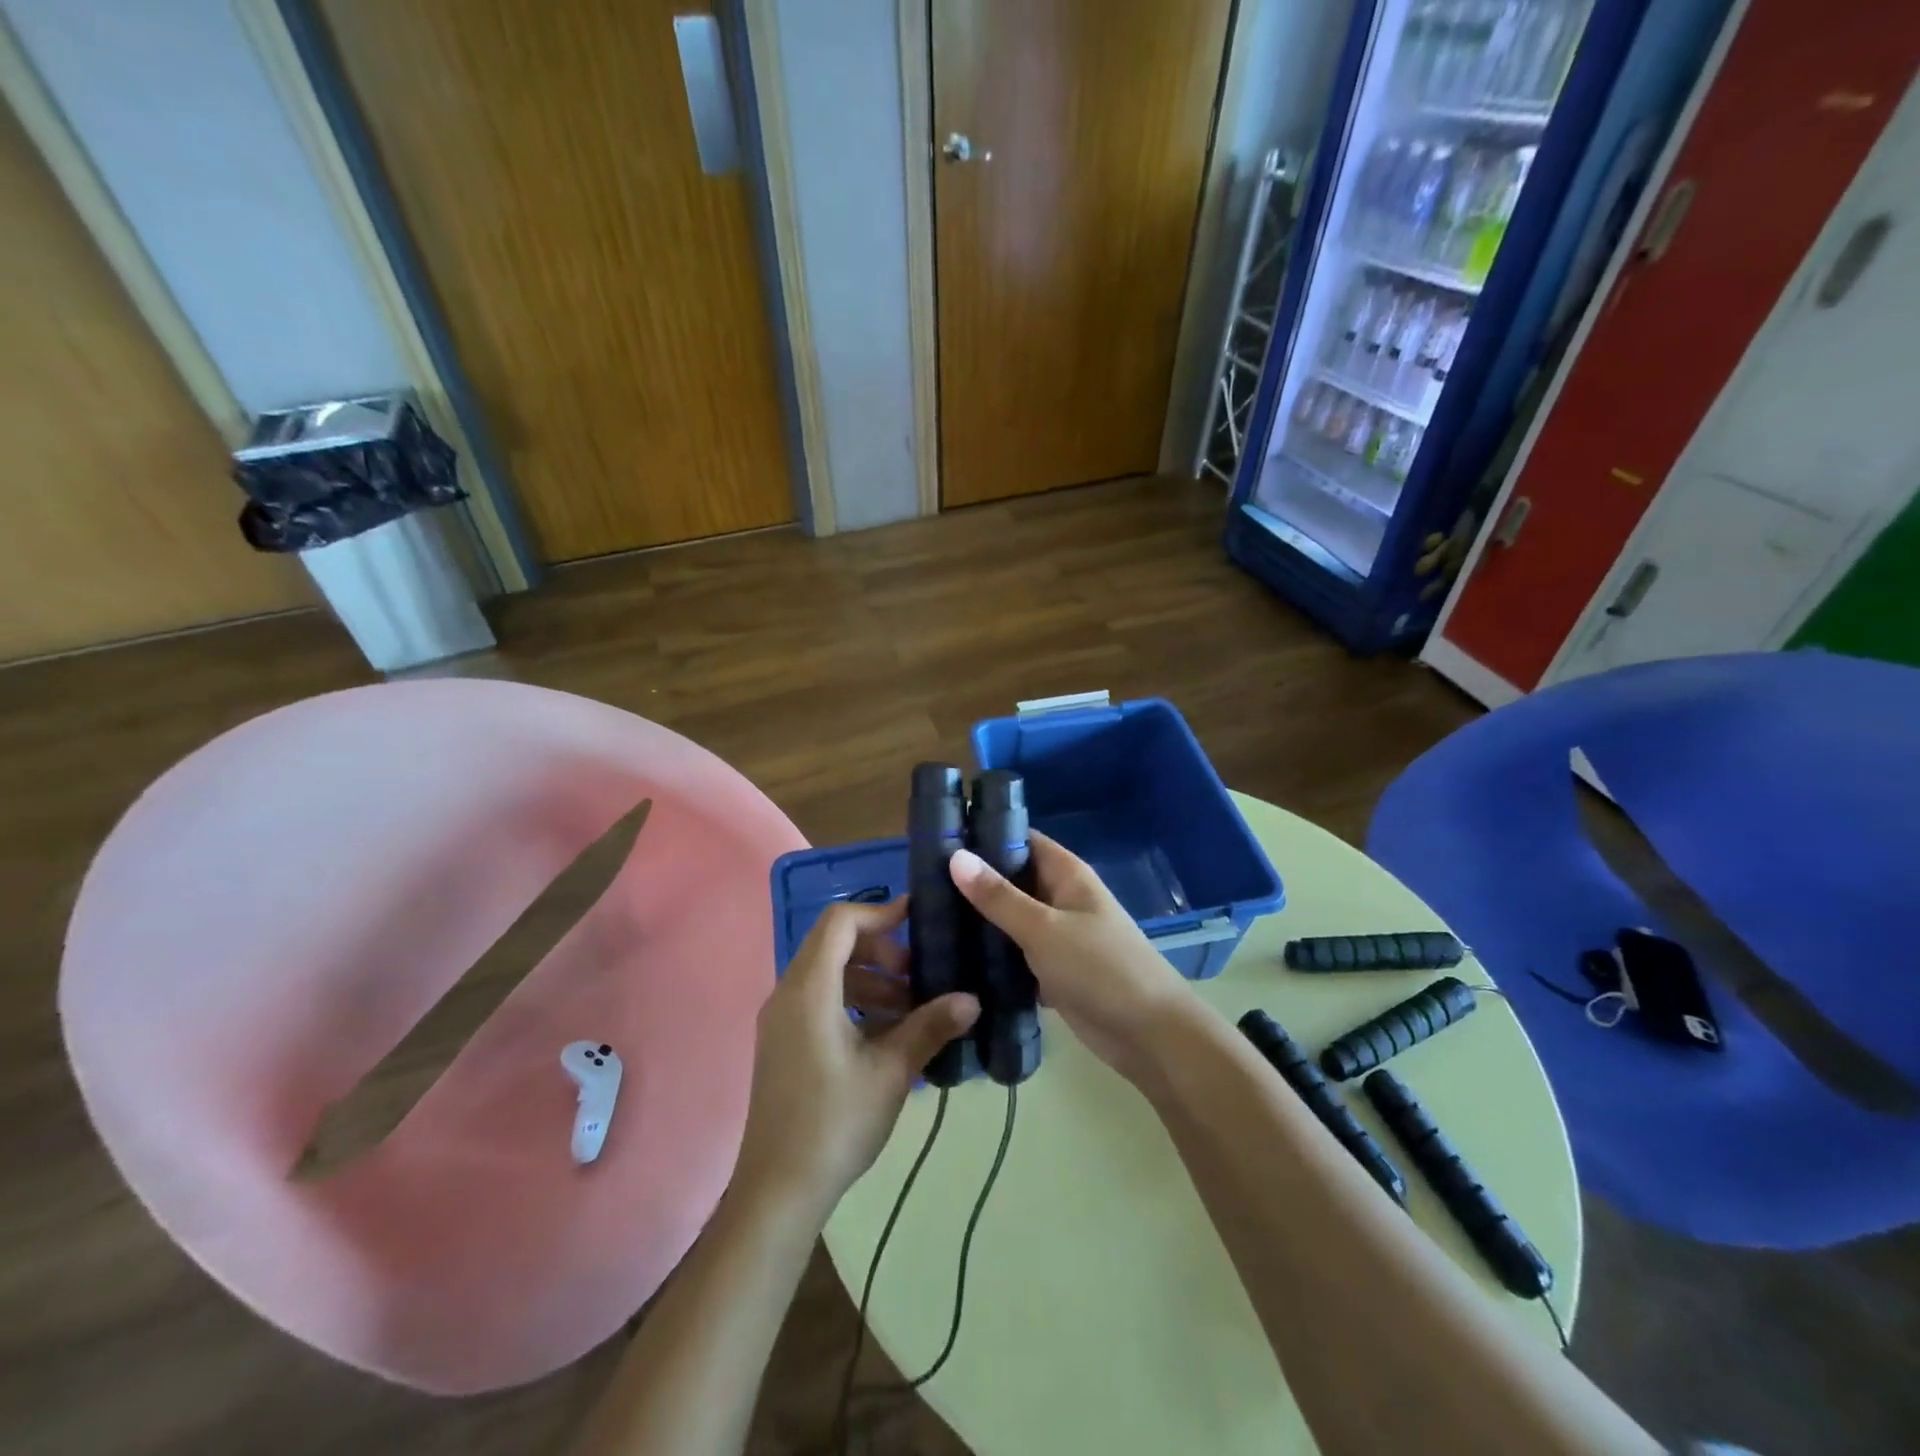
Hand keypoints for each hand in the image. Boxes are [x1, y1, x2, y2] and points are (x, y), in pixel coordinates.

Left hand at [732, 898, 978, 1223]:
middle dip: (881, 952)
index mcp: (809, 990)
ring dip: (871, 981)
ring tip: (912, 1010)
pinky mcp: (784, 1043)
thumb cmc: (835, 1123)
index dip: (880, 912)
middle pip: (834, 945)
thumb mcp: (891, 1072)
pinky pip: (820, 1002)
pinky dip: (854, 1003)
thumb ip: (930, 1027)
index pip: (840, 922)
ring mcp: (782, 1020)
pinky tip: (888, 1036)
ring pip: (829, 975)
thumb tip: (972, 1000)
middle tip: (919, 976)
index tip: (918, 920)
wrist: (777, 1191)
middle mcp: (788, 994)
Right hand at [949, 833, 1192, 1079]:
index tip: (939, 839)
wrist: (1149, 1036)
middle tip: (921, 885)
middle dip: (974, 882)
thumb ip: (999, 897)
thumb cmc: (1100, 969)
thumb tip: (955, 856)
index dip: (984, 836)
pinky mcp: (1053, 969)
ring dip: (980, 920)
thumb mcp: (1044, 929)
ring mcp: (1058, 935)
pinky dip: (993, 954)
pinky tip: (954, 959)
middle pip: (1012, 879)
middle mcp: (1061, 898)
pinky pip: (1016, 952)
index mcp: (1066, 874)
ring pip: (1011, 918)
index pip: (1021, 840)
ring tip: (927, 918)